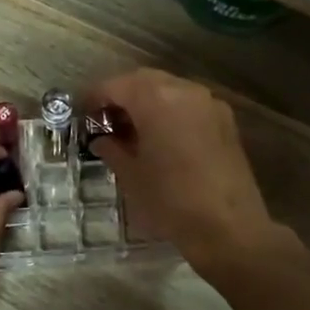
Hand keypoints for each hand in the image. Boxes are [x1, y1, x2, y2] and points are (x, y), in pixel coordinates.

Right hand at [82, 69, 279, 273]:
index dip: (94, 97)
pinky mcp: (225, 122)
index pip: (115, 85)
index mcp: (156, 98)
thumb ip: (112, 149)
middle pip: (143, 81)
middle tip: (103, 119)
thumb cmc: (171, 201)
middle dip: (121, 96)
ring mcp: (209, 104)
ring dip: (146, 102)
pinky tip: (160, 138)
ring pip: (169, 91)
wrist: (229, 228)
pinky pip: (188, 106)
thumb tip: (101, 139)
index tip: (81, 113)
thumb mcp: (131, 176)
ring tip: (130, 130)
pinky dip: (169, 112)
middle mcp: (185, 90)